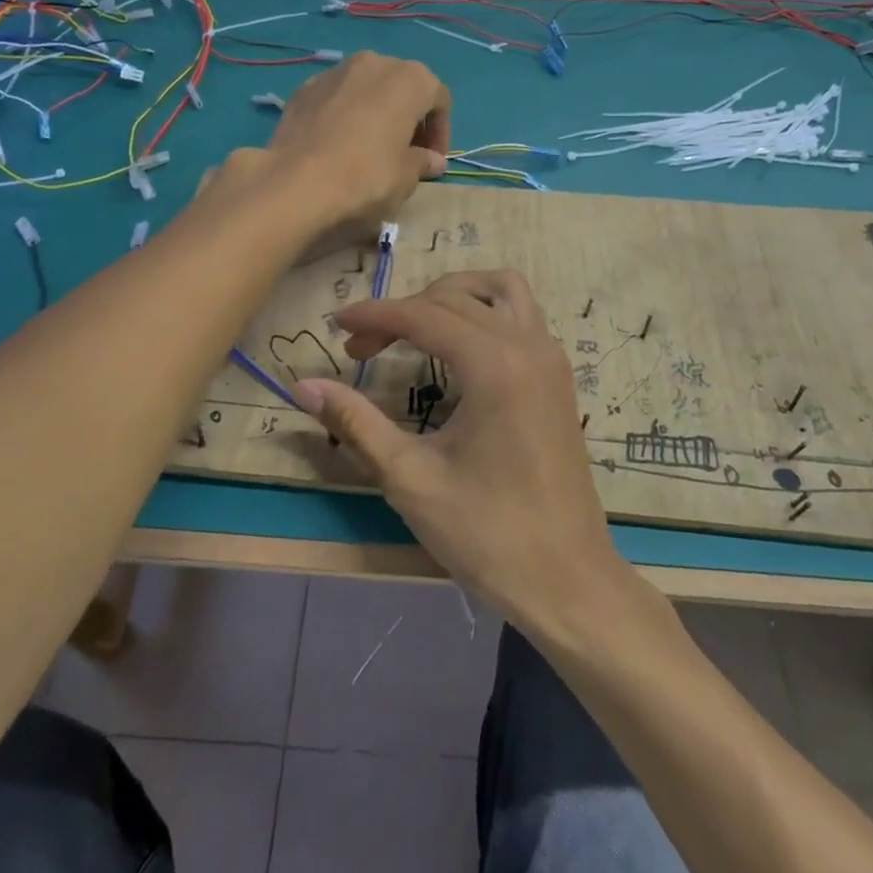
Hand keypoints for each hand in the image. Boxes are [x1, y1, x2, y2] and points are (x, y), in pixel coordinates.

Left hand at [264, 51, 450, 232]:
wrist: (296, 184)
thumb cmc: (367, 177)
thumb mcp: (406, 178)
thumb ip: (422, 162)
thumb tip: (432, 160)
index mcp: (410, 79)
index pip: (439, 99)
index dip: (440, 132)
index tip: (432, 161)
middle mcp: (374, 63)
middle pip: (401, 87)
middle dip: (408, 117)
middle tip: (404, 153)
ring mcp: (334, 72)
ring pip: (366, 89)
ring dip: (375, 112)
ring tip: (369, 148)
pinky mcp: (303, 89)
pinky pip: (335, 99)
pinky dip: (343, 115)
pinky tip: (336, 146)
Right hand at [294, 270, 630, 637]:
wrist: (567, 581)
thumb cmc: (487, 534)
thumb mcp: (410, 479)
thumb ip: (356, 423)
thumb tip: (304, 385)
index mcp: (494, 365)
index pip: (423, 315)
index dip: (375, 315)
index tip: (336, 324)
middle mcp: (528, 345)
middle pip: (456, 299)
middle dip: (403, 311)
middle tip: (361, 348)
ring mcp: (551, 358)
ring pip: (500, 290)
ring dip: (453, 296)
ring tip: (413, 325)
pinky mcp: (559, 377)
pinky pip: (522, 315)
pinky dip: (485, 311)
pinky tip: (458, 348)